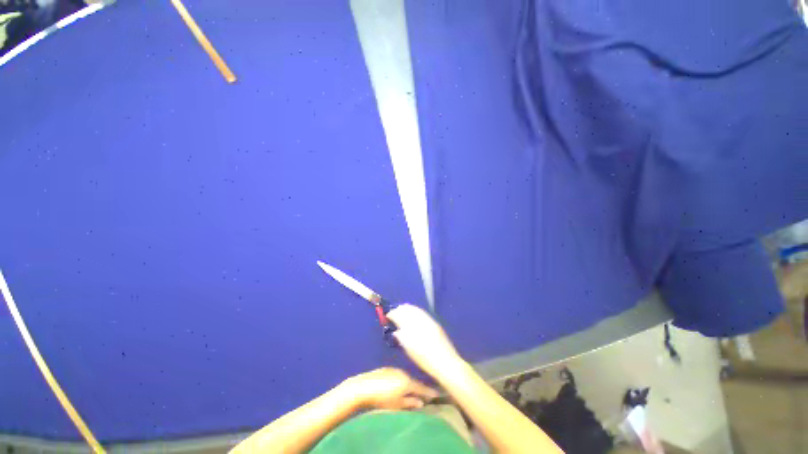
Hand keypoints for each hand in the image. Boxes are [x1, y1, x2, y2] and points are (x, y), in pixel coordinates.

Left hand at [341, 367, 437, 409]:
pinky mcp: (387, 370)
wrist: (364, 387)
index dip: (430, 392)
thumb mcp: (397, 404)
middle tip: (426, 395)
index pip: (422, 387)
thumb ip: (410, 403)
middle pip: (414, 381)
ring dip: (410, 384)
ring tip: (413, 391)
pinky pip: (399, 375)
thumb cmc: (382, 398)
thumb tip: (421, 403)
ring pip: (406, 378)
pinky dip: (402, 381)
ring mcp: (394, 370)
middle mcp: (403, 372)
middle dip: (420, 388)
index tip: (438, 394)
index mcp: (408, 381)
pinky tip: (399, 387)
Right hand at [387, 304, 463, 380]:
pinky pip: (422, 312)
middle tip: (393, 312)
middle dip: (399, 309)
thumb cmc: (425, 360)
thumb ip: (402, 338)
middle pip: (407, 310)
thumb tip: (397, 331)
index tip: (387, 315)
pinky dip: (415, 310)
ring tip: (401, 309)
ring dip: (407, 309)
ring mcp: (428, 320)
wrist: (446, 362)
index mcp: (412, 327)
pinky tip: (413, 313)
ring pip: (415, 309)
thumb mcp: (410, 350)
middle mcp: (420, 320)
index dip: (393, 314)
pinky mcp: (434, 323)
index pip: (400, 315)